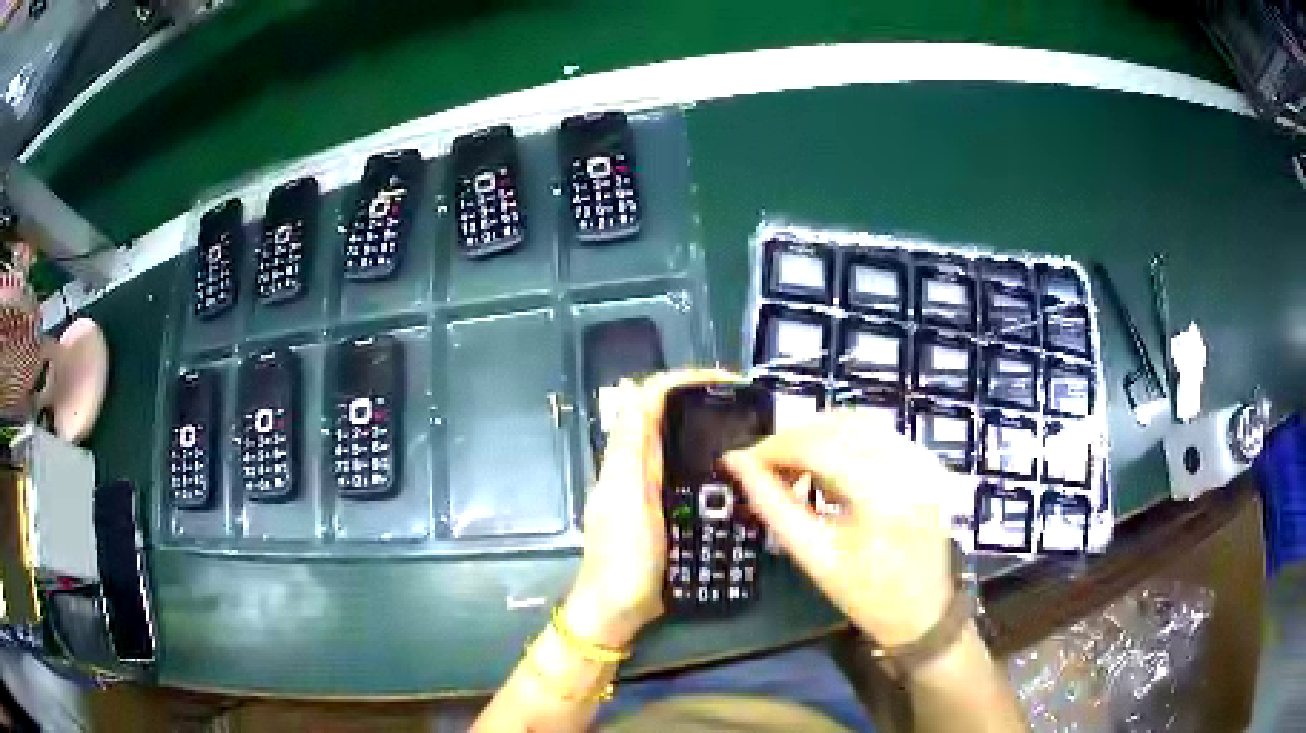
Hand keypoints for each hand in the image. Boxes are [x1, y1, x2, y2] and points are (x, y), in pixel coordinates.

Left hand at [563, 369, 739, 648]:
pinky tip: (730, 471)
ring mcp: (645, 488)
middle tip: (743, 406)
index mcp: (624, 458)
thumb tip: (638, 390)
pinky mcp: (659, 509)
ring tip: (743, 431)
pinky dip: (704, 460)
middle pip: (662, 415)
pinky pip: (681, 472)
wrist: (618, 608)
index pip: (648, 399)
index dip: (682, 380)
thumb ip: (633, 448)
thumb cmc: (624, 557)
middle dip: (698, 399)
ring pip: (673, 442)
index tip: (726, 382)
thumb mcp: (630, 500)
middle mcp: (633, 465)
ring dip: (702, 427)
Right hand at [722, 413, 957, 645]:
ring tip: (793, 470)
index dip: (774, 447)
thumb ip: (773, 505)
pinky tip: (828, 469)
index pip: (818, 446)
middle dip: (793, 440)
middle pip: (837, 426)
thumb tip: (736, 463)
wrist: (927, 610)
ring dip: (817, 437)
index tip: (742, 461)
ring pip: (856, 422)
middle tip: (764, 467)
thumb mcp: (814, 557)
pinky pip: (876, 432)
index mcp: (882, 495)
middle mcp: (907, 464)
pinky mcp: (926, 459)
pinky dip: (843, 441)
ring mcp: (922, 458)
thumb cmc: (867, 594)